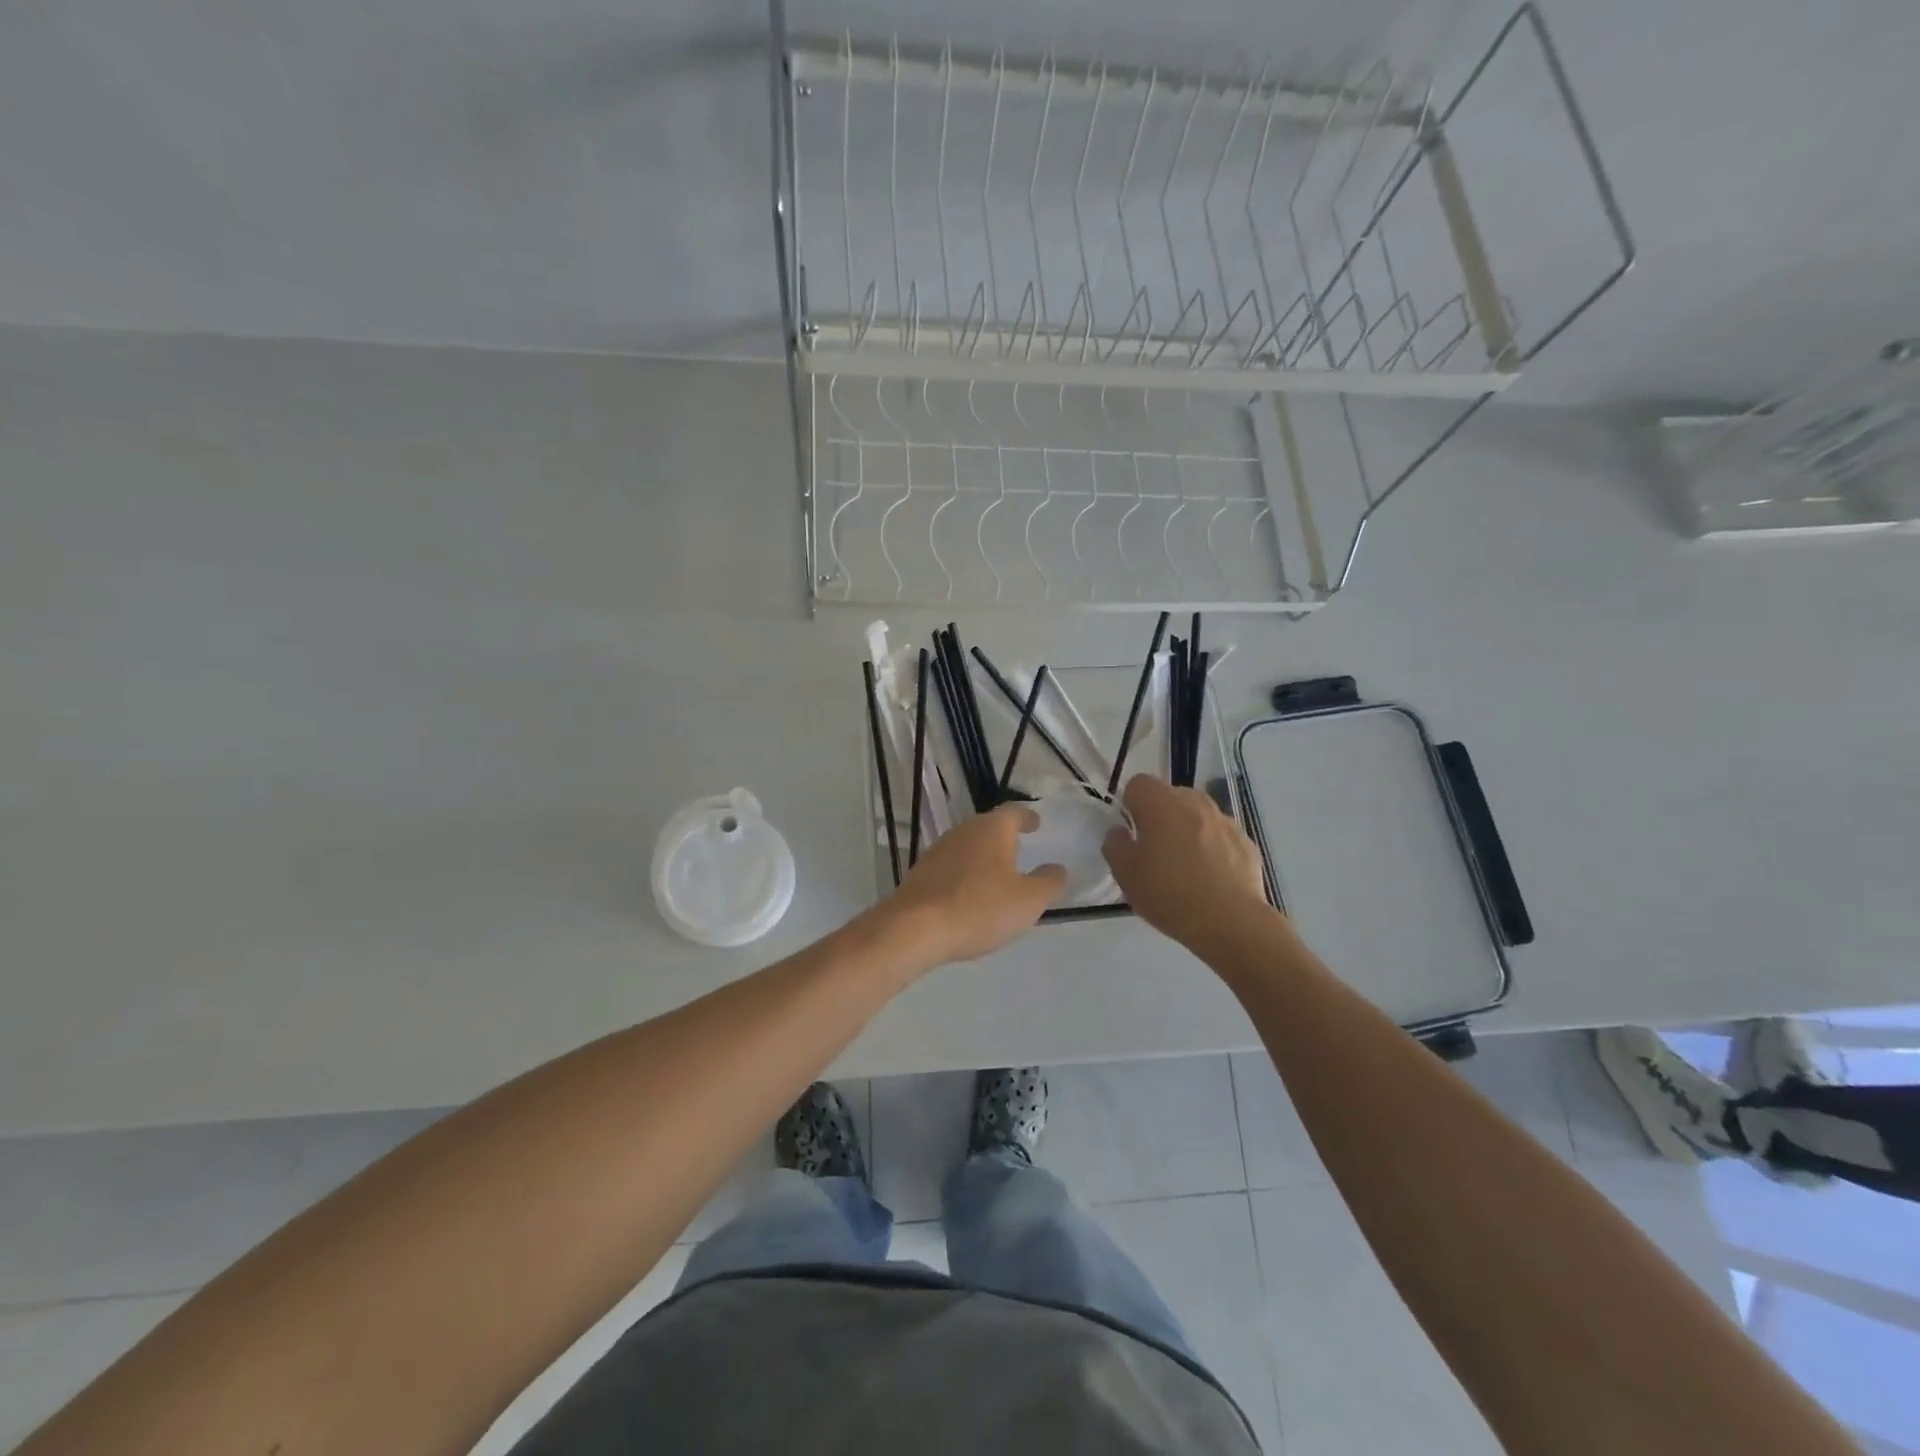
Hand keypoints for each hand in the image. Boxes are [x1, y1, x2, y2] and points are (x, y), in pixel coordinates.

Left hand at [881, 804, 1067, 966]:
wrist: (914, 929)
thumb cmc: (980, 908)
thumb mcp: (1028, 901)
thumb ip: (1049, 882)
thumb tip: (1058, 869)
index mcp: (992, 829)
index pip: (1014, 812)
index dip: (1027, 817)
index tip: (1036, 823)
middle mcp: (963, 831)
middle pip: (988, 827)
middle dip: (1005, 837)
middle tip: (1020, 850)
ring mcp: (938, 851)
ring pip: (968, 847)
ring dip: (984, 857)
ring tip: (997, 876)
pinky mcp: (921, 873)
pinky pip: (952, 868)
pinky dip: (965, 875)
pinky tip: (970, 895)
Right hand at [1103, 775, 1271, 950]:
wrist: (1230, 922)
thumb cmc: (1169, 894)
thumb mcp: (1125, 874)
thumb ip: (1115, 845)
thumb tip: (1120, 832)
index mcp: (1161, 803)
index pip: (1138, 783)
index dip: (1131, 804)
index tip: (1131, 832)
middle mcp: (1195, 802)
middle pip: (1170, 797)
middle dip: (1160, 816)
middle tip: (1154, 852)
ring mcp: (1225, 821)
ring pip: (1197, 816)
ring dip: (1188, 830)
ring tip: (1185, 867)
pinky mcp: (1246, 842)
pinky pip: (1220, 837)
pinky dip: (1213, 849)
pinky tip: (1210, 879)